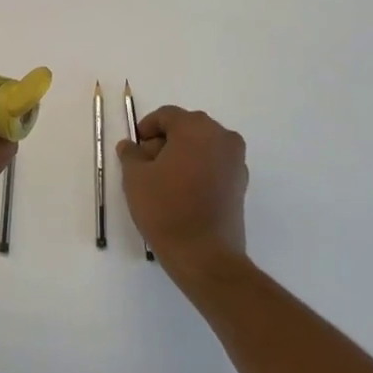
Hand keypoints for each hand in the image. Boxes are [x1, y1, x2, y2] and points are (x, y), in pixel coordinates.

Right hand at [117, 106, 248, 282]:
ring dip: (182, 155)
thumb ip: (131, 154)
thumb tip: (131, 146)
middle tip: (146, 164)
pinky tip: (183, 192)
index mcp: (196, 128)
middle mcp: (221, 136)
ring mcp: (236, 160)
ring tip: (163, 180)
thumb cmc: (166, 209)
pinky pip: (214, 164)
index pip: (167, 115)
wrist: (205, 256)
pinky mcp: (241, 183)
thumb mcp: (135, 178)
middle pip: (187, 128)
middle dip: (165, 141)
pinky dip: (198, 169)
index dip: (146, 128)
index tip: (134, 148)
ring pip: (202, 146)